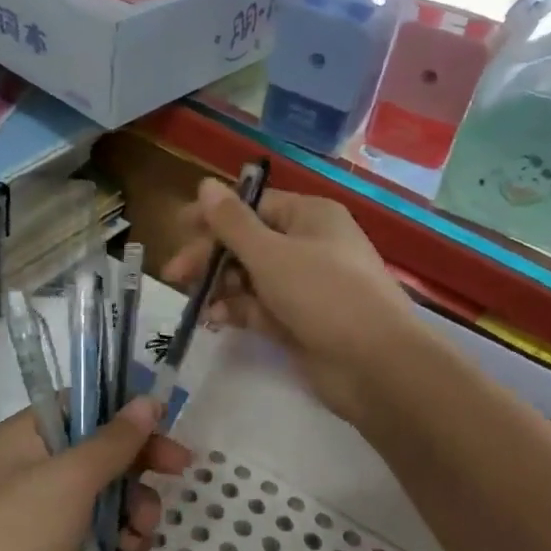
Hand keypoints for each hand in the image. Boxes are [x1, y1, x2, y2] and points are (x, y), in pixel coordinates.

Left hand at [0, 398, 186, 550]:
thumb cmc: (16, 534)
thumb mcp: (70, 477)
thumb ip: (115, 441)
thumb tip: (149, 400)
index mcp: (24, 439)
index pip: (79, 408)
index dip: (121, 412)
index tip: (162, 421)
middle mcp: (33, 473)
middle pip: (100, 454)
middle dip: (138, 464)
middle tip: (181, 468)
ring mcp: (45, 521)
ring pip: (108, 499)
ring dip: (134, 509)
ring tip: (141, 532)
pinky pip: (103, 538)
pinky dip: (122, 542)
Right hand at [163, 181, 423, 424]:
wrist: (375, 366)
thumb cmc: (323, 294)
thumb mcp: (271, 254)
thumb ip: (232, 223)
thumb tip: (205, 185)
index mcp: (309, 216)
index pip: (253, 206)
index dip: (214, 216)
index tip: (178, 228)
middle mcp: (308, 245)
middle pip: (248, 242)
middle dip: (211, 257)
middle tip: (174, 274)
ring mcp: (305, 286)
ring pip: (250, 277)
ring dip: (221, 286)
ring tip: (195, 302)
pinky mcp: (300, 322)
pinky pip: (260, 308)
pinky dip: (237, 311)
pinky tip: (215, 320)